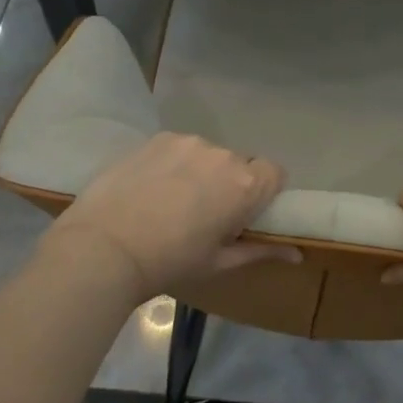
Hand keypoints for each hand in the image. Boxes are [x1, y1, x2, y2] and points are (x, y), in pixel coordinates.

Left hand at [38, 133, 299, 303]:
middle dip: (229, 183)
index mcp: (245, 185)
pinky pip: (179, 148)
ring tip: (171, 201)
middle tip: (204, 214)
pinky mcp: (158, 139)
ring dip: (200, 172)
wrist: (103, 248)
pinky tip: (151, 188)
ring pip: (207, 155)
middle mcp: (223, 155)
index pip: (275, 172)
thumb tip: (298, 255)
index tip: (244, 213)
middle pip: (239, 164)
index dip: (264, 192)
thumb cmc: (170, 262)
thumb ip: (262, 251)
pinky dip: (174, 163)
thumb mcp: (219, 262)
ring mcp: (188, 143)